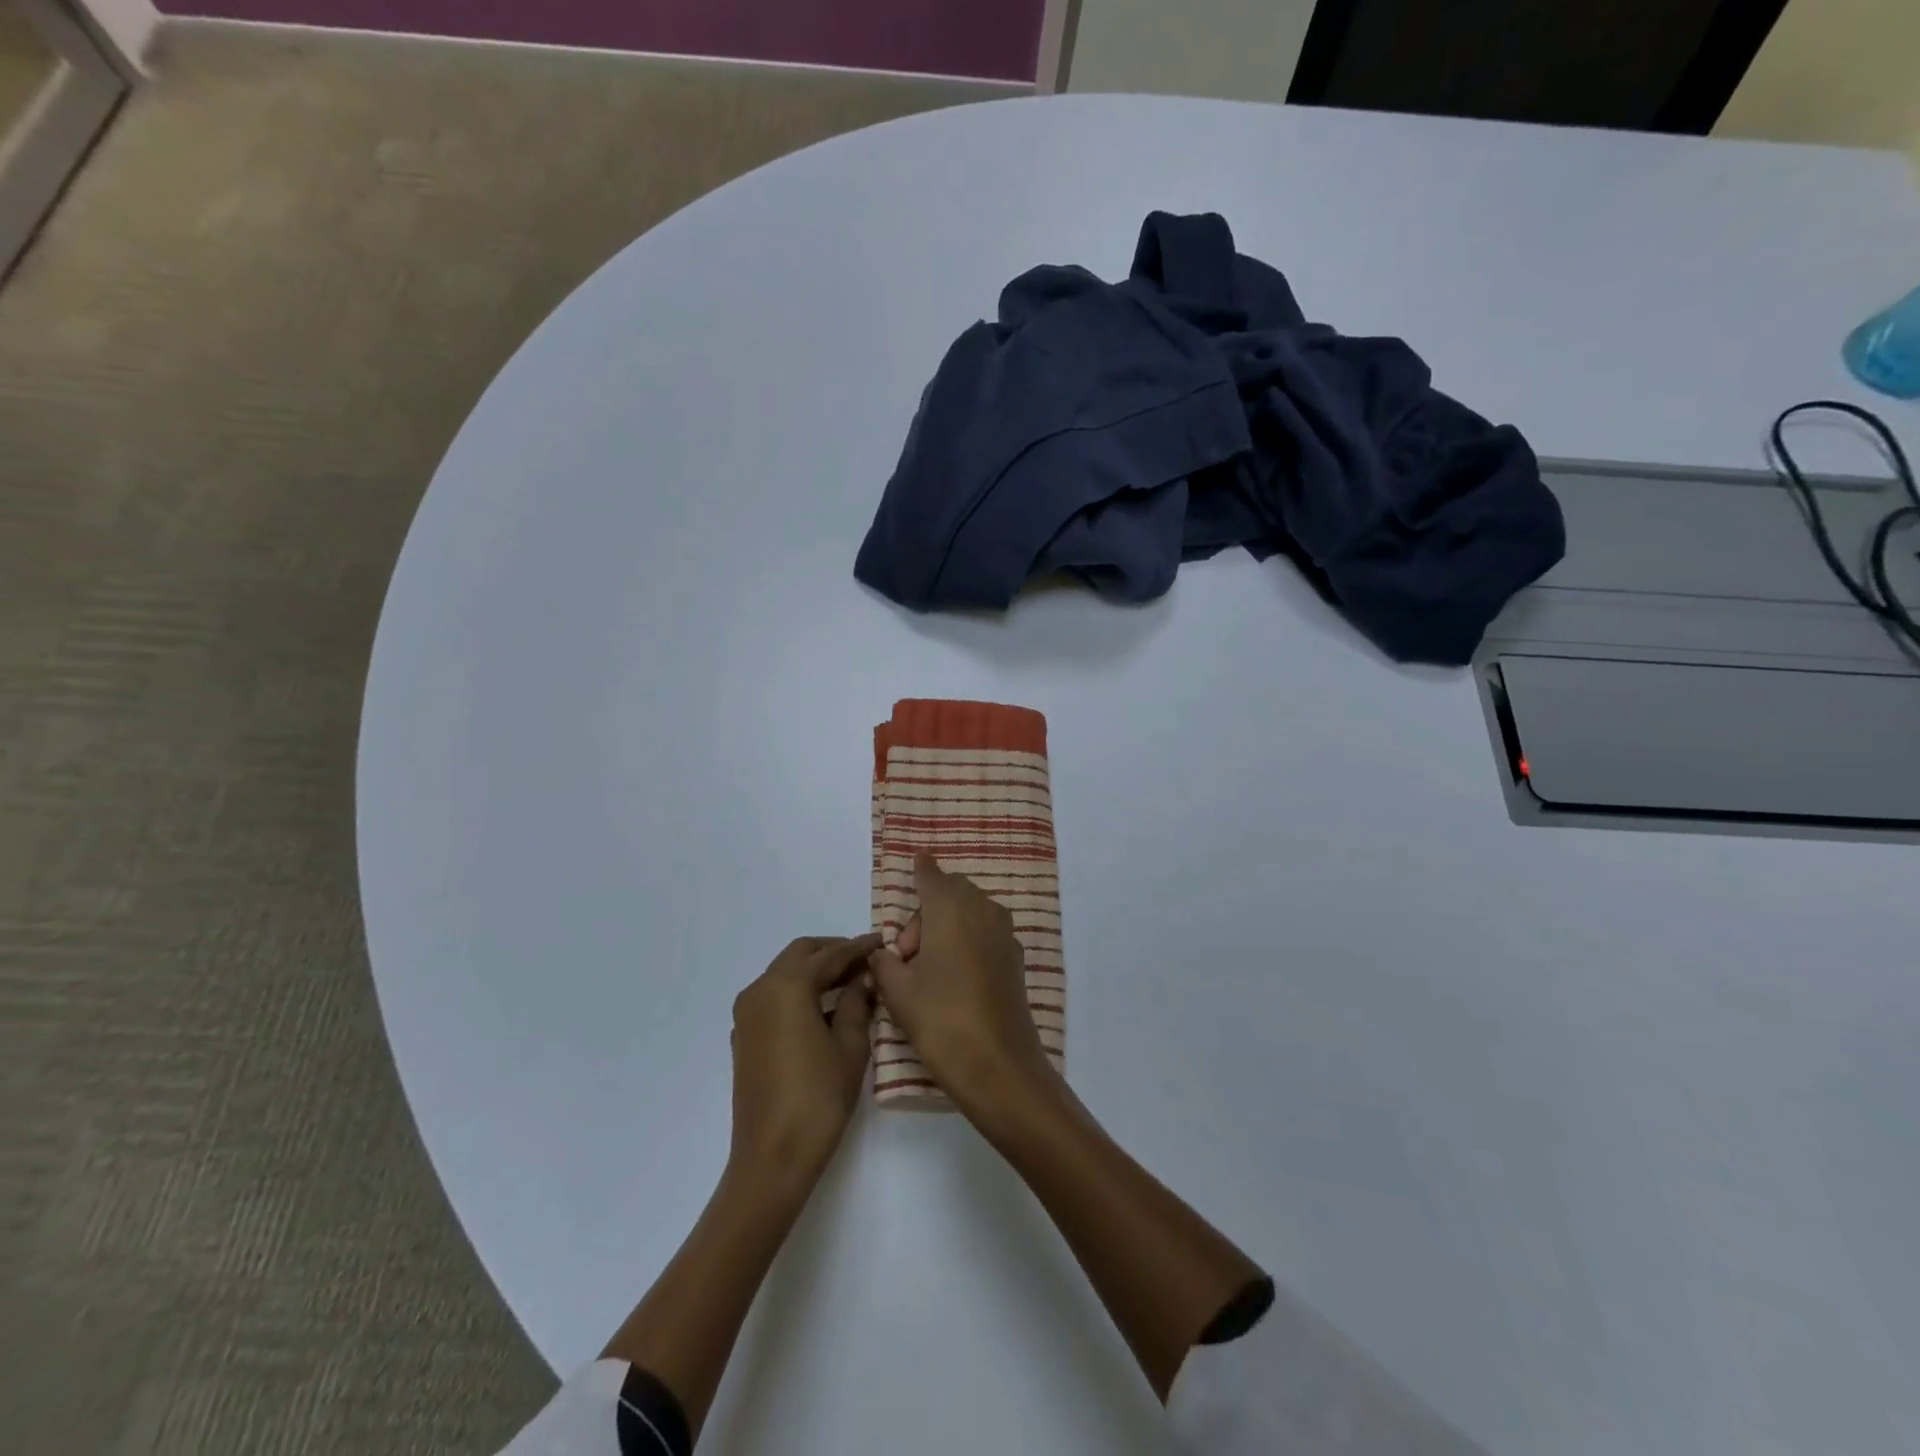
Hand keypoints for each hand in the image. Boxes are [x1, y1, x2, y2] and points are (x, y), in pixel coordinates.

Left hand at [728, 934, 879, 1193]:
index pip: (830, 955)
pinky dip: (799, 991)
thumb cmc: (818, 1099)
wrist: (771, 1158)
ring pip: (784, 973)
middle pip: (800, 954)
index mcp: (787, 986)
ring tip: (851, 982)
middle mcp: (761, 990)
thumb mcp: (849, 1046)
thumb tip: (863, 978)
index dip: (859, 948)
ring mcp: (747, 1014)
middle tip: (866, 961)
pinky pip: (774, 997)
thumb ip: (856, 1003)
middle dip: (833, 952)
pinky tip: (824, 1008)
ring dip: (815, 971)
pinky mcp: (744, 1037)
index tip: (883, 942)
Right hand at [867, 854, 1058, 1116]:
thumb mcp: (898, 992)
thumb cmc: (941, 1019)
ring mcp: (1003, 934)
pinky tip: (955, 977)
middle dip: (927, 911)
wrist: (998, 1065)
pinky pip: (985, 932)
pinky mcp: (1014, 958)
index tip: (917, 859)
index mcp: (950, 909)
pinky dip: (967, 939)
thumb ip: (885, 963)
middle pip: (952, 893)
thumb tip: (884, 955)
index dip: (922, 869)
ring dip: (948, 925)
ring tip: (929, 969)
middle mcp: (981, 911)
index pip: (932, 876)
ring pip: (971, 911)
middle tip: (908, 954)